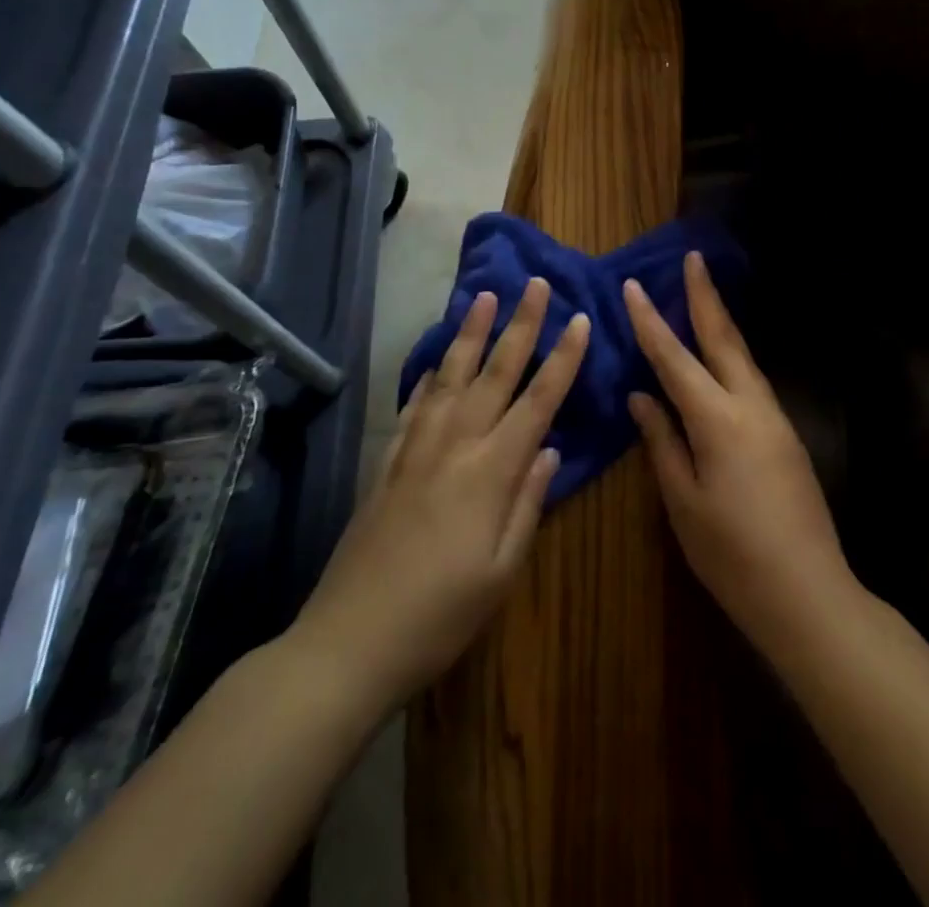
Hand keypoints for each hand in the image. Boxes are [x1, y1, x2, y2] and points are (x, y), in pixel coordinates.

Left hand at [286, 278, 587, 711]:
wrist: (348, 643)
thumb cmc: (440, 616)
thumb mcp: (501, 570)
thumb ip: (529, 504)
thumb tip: (548, 451)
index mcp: (491, 472)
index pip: (538, 402)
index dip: (563, 360)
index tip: (579, 320)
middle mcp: (455, 446)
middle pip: (494, 373)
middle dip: (520, 326)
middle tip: (535, 284)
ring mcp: (415, 451)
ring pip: (449, 377)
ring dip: (470, 334)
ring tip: (483, 298)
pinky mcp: (387, 465)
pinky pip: (414, 407)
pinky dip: (428, 378)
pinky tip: (434, 363)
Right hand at [623, 253, 854, 656]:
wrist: (807, 591)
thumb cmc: (731, 553)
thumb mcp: (683, 500)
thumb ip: (662, 441)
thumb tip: (641, 396)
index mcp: (717, 419)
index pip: (675, 358)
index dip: (651, 321)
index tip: (634, 286)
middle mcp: (750, 405)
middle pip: (723, 338)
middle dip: (705, 296)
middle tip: (694, 258)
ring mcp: (775, 417)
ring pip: (742, 356)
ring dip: (721, 322)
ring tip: (703, 296)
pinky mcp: (787, 434)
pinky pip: (752, 380)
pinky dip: (733, 355)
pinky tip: (723, 357)